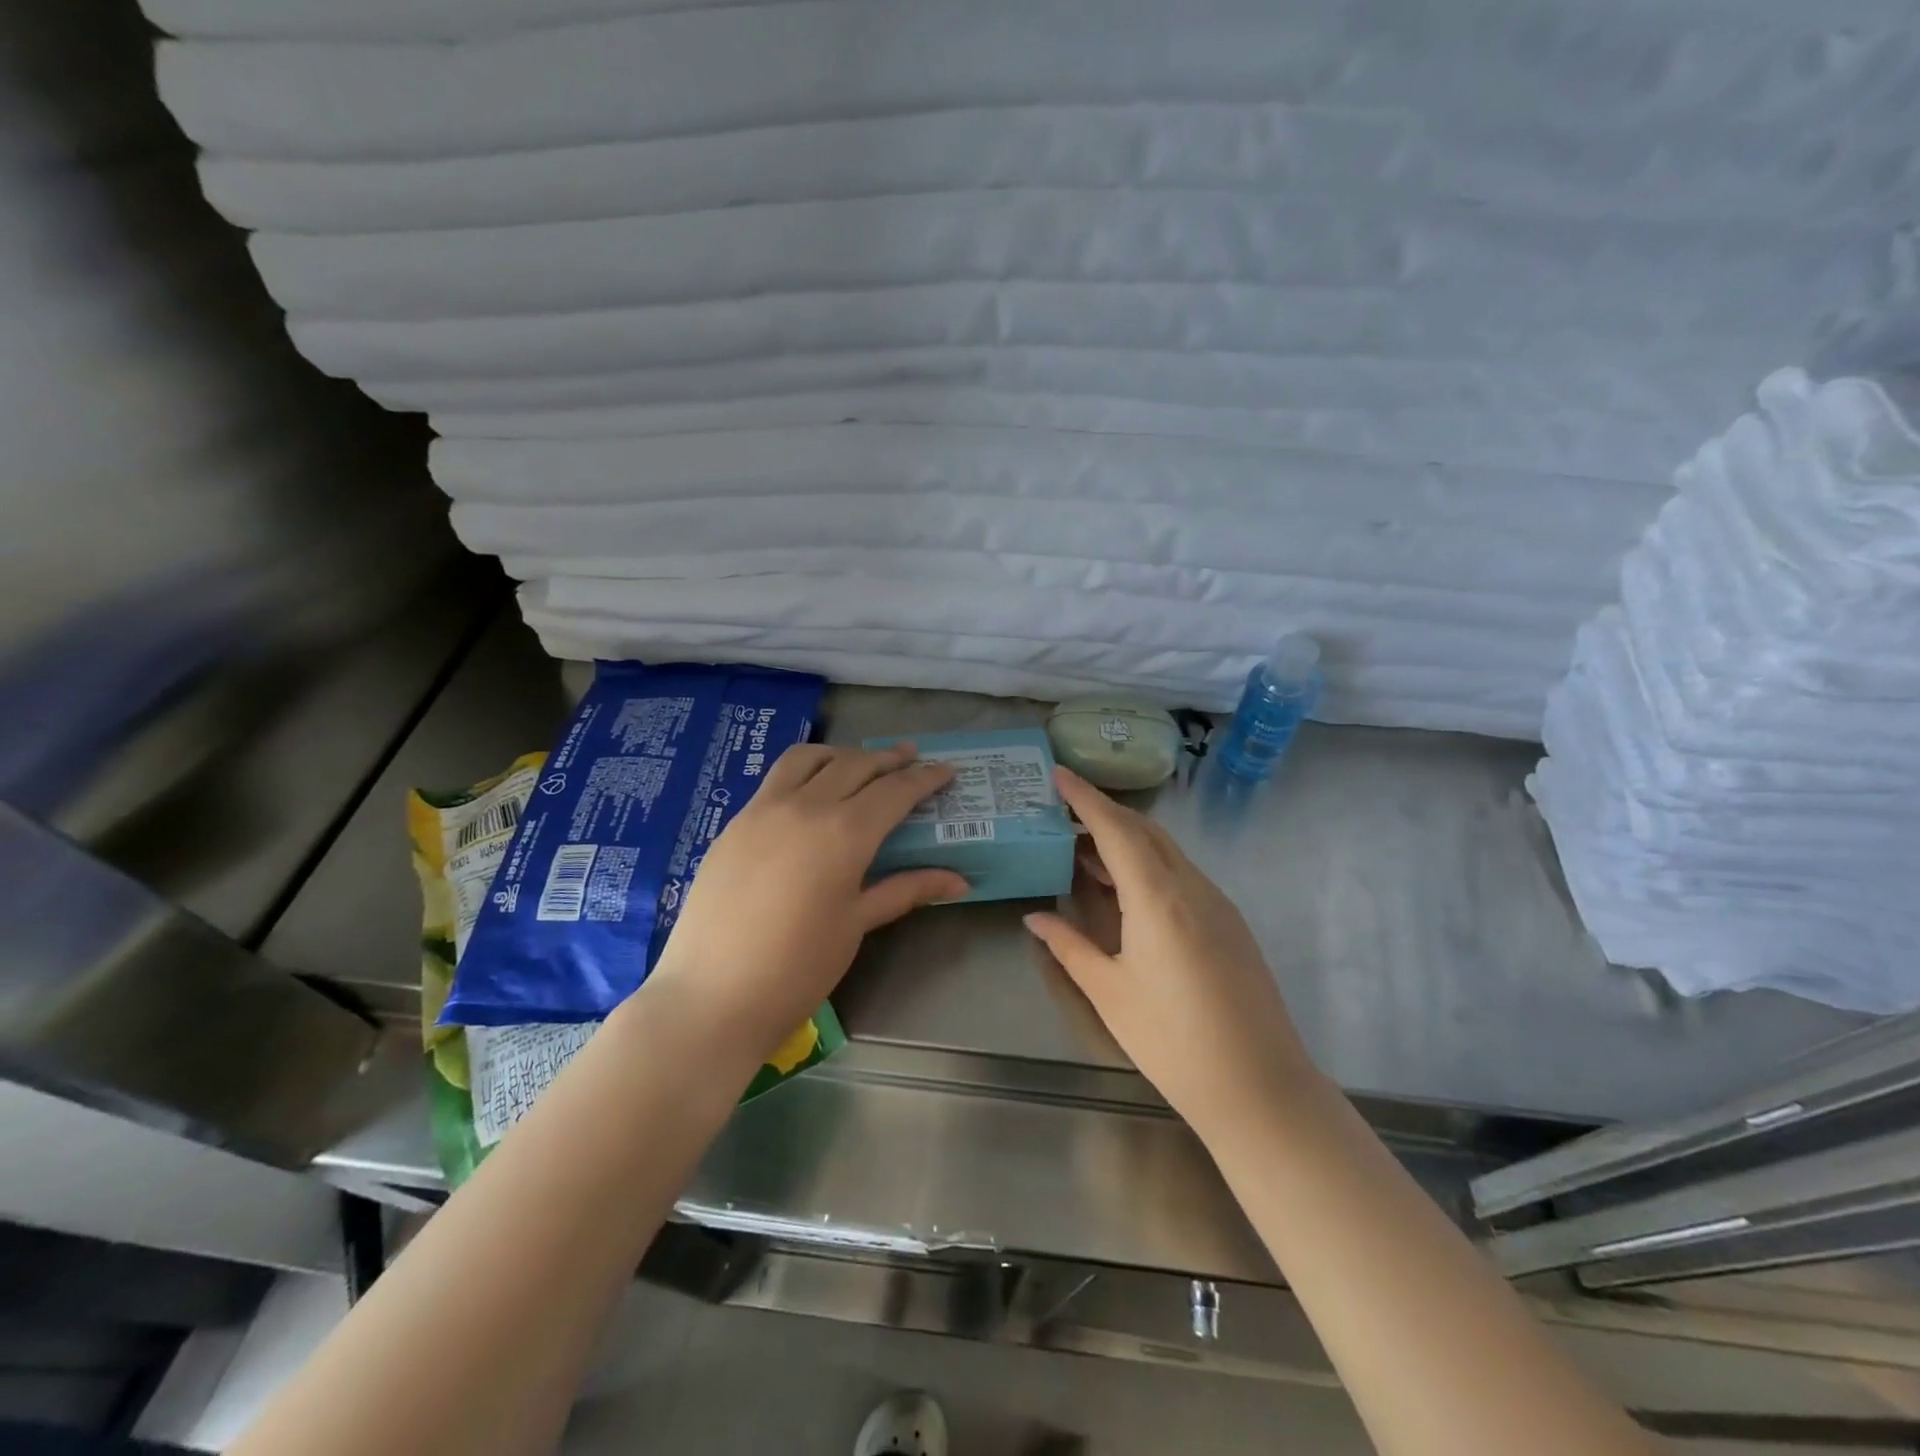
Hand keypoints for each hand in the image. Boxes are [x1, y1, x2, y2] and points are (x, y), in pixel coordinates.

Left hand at [643, 741, 966, 1066]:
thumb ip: (905, 890)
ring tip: (860, 763)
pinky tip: (812, 791)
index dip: (924, 778)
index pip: (894, 791)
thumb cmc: (798, 968)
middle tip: (911, 759)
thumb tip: (959, 881)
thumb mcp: (856, 925)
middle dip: (888, 759)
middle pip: (855, 765)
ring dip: (842, 754)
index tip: (946, 769)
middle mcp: (806, 806)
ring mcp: (763, 809)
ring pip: (809, 758)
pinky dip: (805, 770)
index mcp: (844, 833)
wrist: (712, 996)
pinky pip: (776, 778)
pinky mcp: (735, 822)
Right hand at [1024, 768, 1322, 1142]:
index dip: (1085, 797)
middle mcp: (1191, 886)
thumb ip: (1069, 946)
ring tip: (1084, 851)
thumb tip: (1035, 916)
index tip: (1058, 774)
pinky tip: (1125, 889)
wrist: (1260, 1088)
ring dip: (1125, 840)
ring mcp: (1217, 901)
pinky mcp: (1230, 920)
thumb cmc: (1173, 1042)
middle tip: (1062, 813)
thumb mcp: (1109, 993)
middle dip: (1103, 813)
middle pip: (1144, 830)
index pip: (1116, 828)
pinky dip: (1148, 864)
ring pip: (1165, 850)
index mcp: (1157, 897)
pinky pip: (1181, 873)